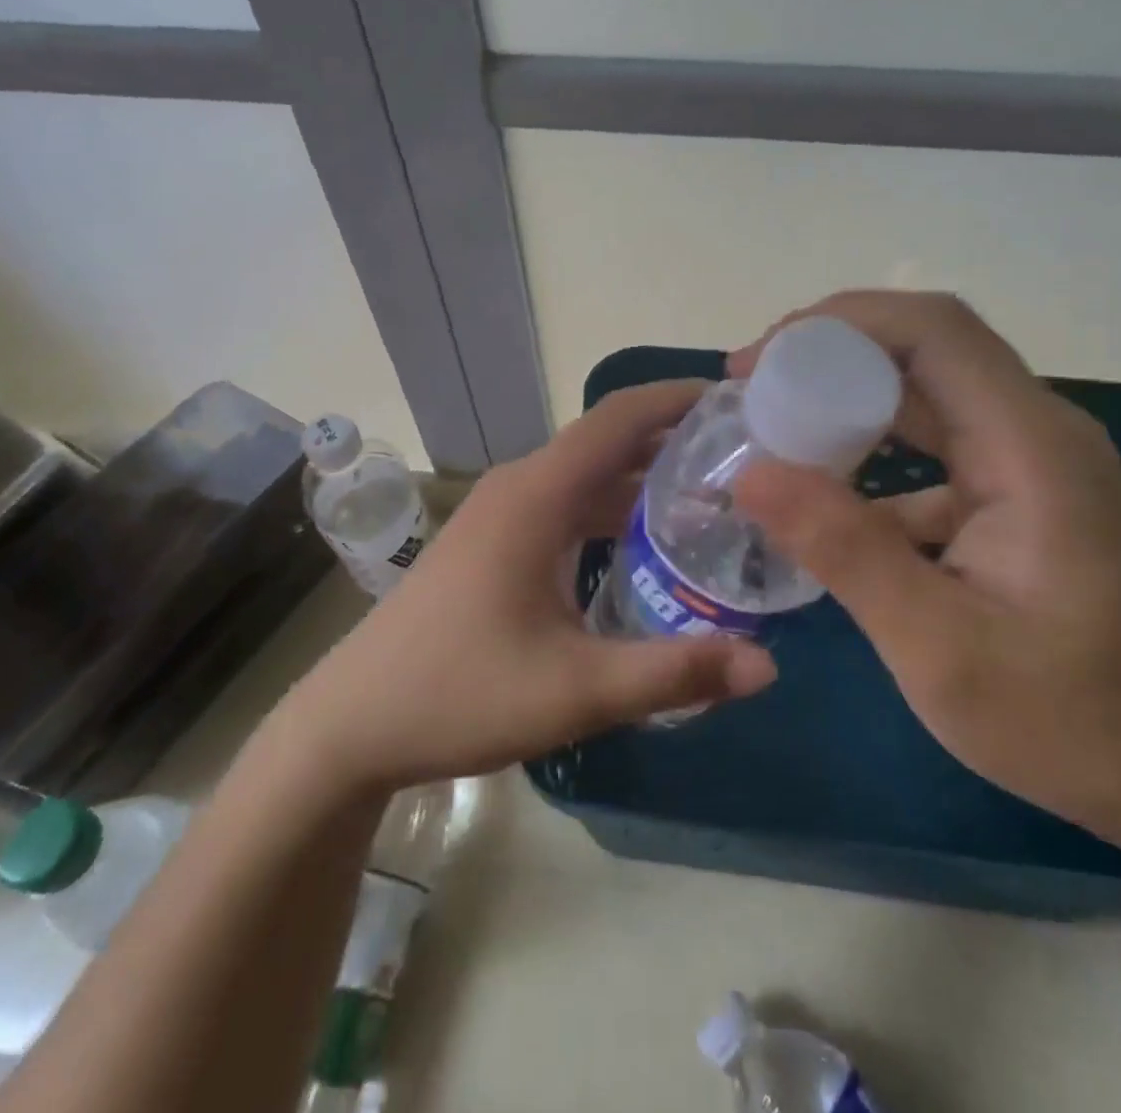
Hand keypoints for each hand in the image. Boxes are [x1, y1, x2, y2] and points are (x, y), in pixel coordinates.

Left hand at [288, 380, 777, 791]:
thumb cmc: (458, 694)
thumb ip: (675, 672)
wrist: (352, 724)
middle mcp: (520, 488)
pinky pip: (567, 505)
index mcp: (537, 495)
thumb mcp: (576, 690)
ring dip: (645, 478)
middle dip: (676, 439)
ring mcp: (502, 514)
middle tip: (747, 457)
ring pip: (588, 476)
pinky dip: (614, 510)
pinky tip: (649, 544)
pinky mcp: (494, 541)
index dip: (679, 397)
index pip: (620, 417)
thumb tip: (768, 664)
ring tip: (715, 496)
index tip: (738, 398)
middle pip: (608, 441)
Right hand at [729, 291, 1120, 920]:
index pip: (932, 331)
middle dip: (828, 354)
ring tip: (771, 427)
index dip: (837, 324)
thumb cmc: (1070, 719)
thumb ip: (845, 551)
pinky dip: (871, 451)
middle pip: (924, 347)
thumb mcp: (938, 647)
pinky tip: (825, 496)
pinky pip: (935, 444)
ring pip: (925, 392)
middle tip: (749, 390)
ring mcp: (1030, 459)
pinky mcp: (1019, 492)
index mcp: (1029, 447)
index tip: (757, 362)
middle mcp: (1035, 431)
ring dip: (845, 398)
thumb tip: (750, 474)